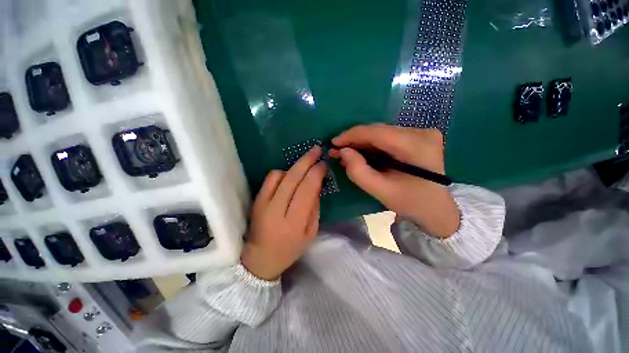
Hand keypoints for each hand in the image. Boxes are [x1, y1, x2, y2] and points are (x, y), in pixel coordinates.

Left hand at [241, 147, 326, 280]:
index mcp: (294, 222)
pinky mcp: (256, 200)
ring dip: (294, 167)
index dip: (316, 173)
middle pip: (293, 178)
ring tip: (305, 165)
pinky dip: (282, 173)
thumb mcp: (311, 233)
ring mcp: (263, 204)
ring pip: (280, 175)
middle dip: (306, 161)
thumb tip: (316, 185)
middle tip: (316, 150)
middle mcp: (277, 210)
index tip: (323, 164)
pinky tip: (289, 175)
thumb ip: (314, 208)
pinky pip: (270, 178)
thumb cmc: (290, 248)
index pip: (307, 189)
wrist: (260, 258)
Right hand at [331, 124, 459, 237]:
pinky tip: (361, 153)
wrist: (436, 208)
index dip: (352, 135)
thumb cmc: (411, 203)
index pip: (377, 132)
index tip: (334, 143)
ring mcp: (421, 133)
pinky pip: (387, 137)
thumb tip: (343, 152)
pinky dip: (371, 145)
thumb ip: (358, 171)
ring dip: (362, 143)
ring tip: (346, 154)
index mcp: (417, 146)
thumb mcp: (381, 191)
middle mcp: (422, 133)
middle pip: (379, 131)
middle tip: (338, 151)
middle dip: (355, 140)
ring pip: (381, 133)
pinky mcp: (417, 137)